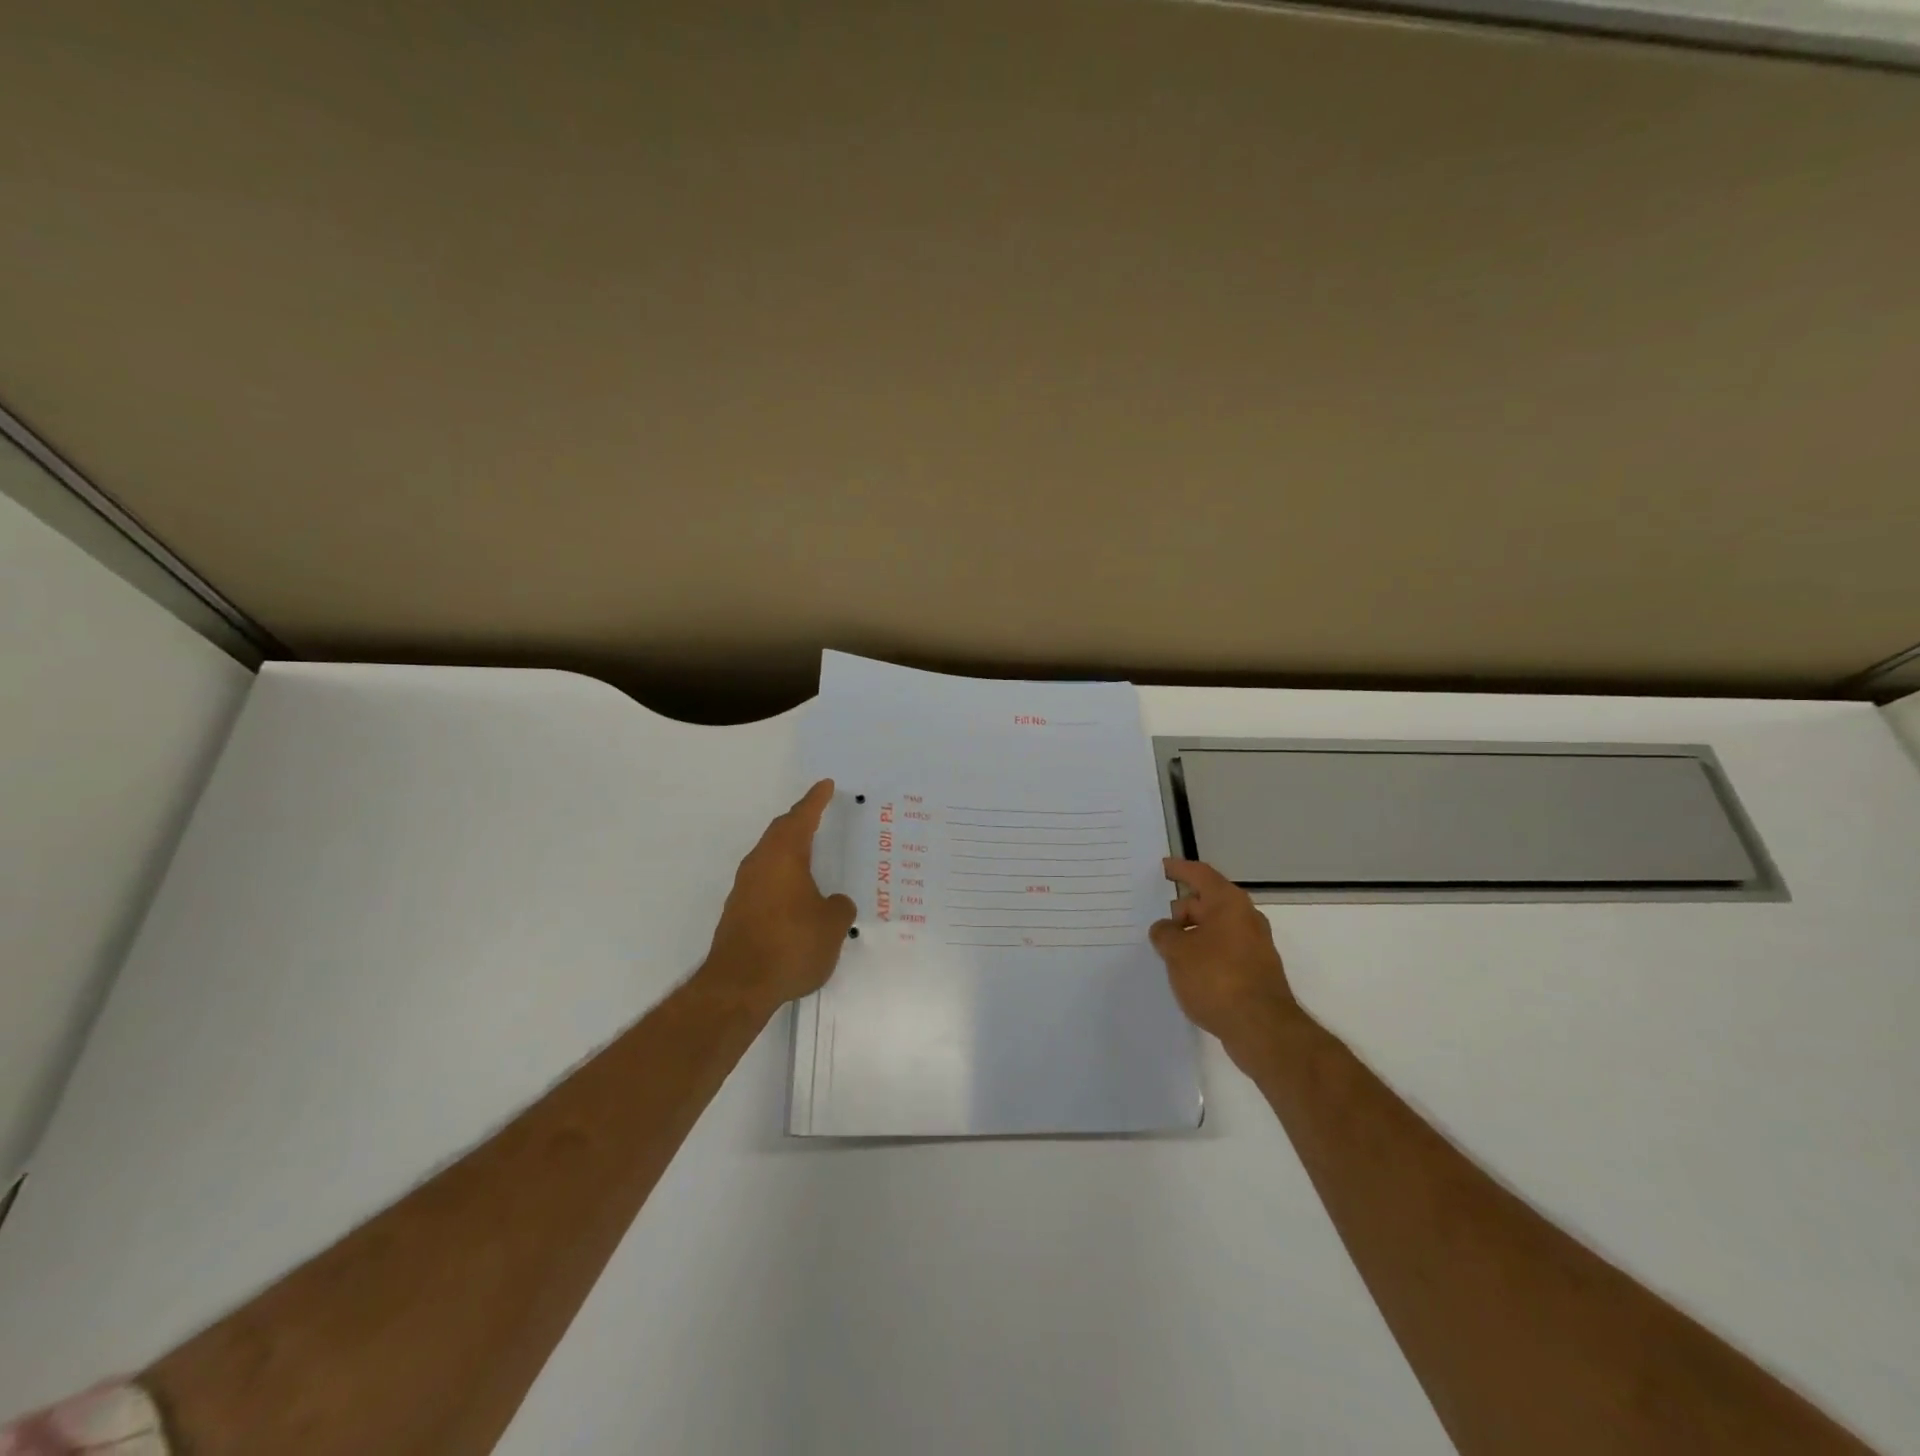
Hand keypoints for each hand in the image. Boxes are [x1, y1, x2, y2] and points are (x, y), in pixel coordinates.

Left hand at [698, 780, 857, 1015]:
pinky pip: (764, 881)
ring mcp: (744, 888)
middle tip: (817, 813)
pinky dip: (781, 878)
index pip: (802, 817)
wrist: (739, 986)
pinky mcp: (737, 913)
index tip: (826, 785)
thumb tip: (833, 903)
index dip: (816, 800)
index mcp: (784, 856)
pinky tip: (794, 895)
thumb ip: (838, 907)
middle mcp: (759, 864)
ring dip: (788, 851)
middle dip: (799, 821)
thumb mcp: (832, 925)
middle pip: (780, 833)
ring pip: (769, 857)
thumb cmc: (792, 945)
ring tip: (809, 855)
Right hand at [1150, 858, 1301, 1054]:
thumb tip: (1166, 930)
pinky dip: (1204, 955)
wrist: (1262, 1028)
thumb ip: (1164, 934)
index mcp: (1229, 903)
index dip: (1179, 870)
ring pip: (1216, 930)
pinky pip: (1223, 952)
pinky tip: (1187, 972)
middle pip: (1208, 902)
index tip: (1163, 867)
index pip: (1200, 875)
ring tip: (1167, 950)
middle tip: (1158, 922)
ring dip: (1192, 935)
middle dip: (1182, 909)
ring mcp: (1254, 947)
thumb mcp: (1177, 952)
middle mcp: (1246, 919)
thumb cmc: (1216, 978)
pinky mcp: (1255, 972)